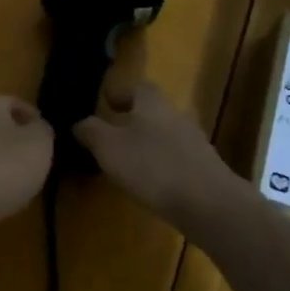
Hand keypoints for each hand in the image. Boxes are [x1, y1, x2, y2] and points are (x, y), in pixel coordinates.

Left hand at [0, 96, 53, 239]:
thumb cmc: (4, 167)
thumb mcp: (39, 143)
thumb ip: (43, 129)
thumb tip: (36, 126)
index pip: (15, 103)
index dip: (35, 119)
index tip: (49, 140)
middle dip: (19, 141)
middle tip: (39, 160)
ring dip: (4, 161)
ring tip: (23, 181)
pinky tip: (1, 194)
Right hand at [74, 82, 242, 224]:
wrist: (209, 204)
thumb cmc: (152, 166)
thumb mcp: (108, 147)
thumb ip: (91, 131)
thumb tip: (80, 123)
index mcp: (153, 103)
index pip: (138, 86)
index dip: (121, 92)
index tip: (106, 104)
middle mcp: (176, 116)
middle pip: (153, 111)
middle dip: (133, 120)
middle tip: (112, 135)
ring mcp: (195, 143)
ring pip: (165, 135)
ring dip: (148, 144)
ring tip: (128, 163)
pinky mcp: (205, 169)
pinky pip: (177, 159)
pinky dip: (162, 165)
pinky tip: (152, 184)